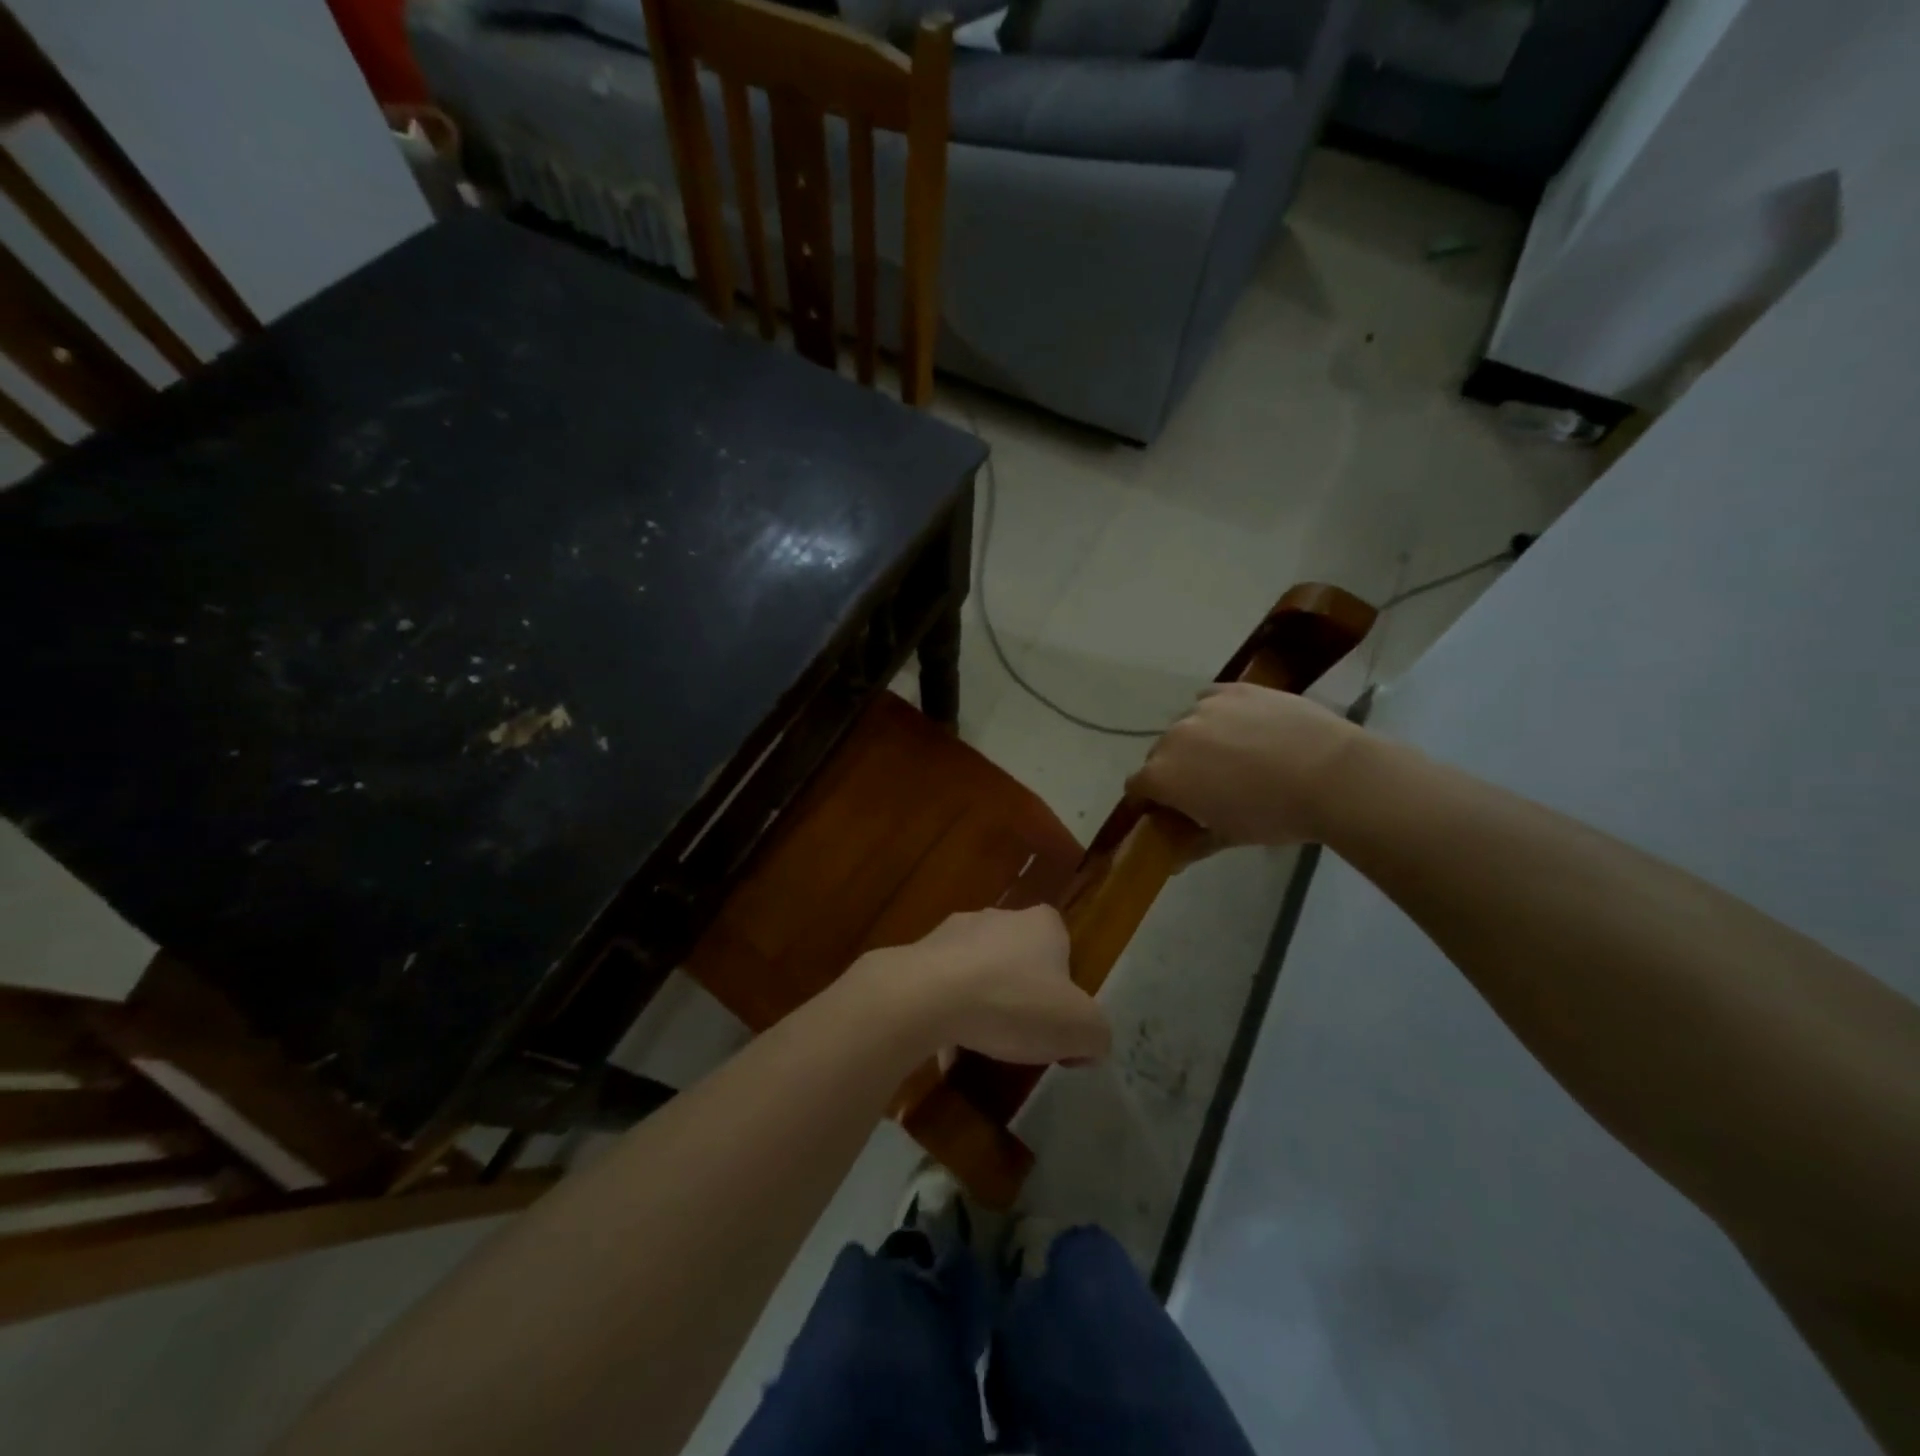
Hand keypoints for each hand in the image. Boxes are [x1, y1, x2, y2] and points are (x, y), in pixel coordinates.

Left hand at [857, 907, 1109, 1066]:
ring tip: (983, 1044)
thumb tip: (1090, 1044)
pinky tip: (947, 1049)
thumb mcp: (1079, 1028)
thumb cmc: (1014, 1002)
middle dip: (1021, 992)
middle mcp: (999, 916)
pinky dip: (949, 1013)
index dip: (1064, 985)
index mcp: (1042, 923)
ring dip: (983, 1001)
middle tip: (1023, 1034)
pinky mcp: (921, 954)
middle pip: (1019, 957)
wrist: (929, 996)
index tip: (1059, 1020)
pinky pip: (944, 988)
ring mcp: (955, 932)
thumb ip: (1096, 1035)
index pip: (1062, 945)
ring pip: (979, 970)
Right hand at [1127, 682, 1362, 847]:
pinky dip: (1217, 714)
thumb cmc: (1274, 815)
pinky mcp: (1232, 689)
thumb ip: (1192, 844)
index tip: (1172, 811)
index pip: (1137, 786)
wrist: (1331, 775)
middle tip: (1208, 786)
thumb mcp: (1229, 836)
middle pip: (1159, 754)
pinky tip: (1242, 727)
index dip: (1151, 800)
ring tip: (1234, 755)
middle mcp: (1173, 737)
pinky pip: (1210, 700)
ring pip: (1186, 726)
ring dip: (1198, 741)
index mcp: (1163, 776)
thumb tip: (1171, 860)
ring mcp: (1203, 708)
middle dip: (1175, 770)